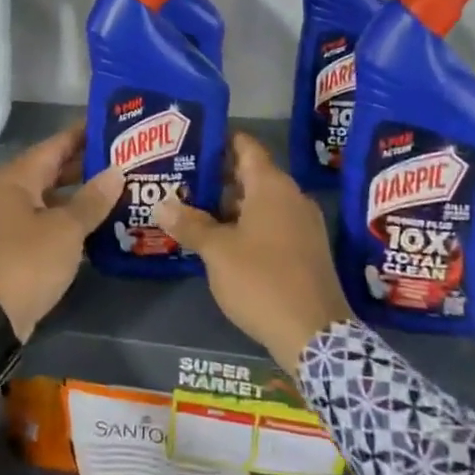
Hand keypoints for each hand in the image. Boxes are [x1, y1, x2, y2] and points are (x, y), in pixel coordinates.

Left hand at [0, 124, 123, 340]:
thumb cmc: (27, 261)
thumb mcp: (66, 229)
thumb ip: (92, 200)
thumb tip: (116, 171)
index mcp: (18, 178)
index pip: (56, 144)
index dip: (83, 133)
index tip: (115, 123)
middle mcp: (13, 193)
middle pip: (55, 169)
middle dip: (89, 164)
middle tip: (128, 157)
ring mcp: (14, 221)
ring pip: (55, 197)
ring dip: (84, 194)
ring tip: (123, 187)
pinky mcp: (20, 246)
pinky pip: (52, 221)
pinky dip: (74, 219)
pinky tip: (103, 222)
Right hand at [155, 133, 352, 373]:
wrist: (314, 334)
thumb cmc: (262, 280)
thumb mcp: (217, 252)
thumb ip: (189, 224)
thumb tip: (161, 204)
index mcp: (272, 186)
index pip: (246, 146)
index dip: (219, 139)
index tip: (190, 140)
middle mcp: (291, 197)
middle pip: (250, 174)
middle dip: (216, 176)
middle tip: (180, 178)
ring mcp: (302, 224)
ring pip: (260, 202)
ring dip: (229, 204)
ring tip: (191, 209)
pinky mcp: (305, 249)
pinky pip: (271, 223)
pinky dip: (246, 224)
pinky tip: (219, 239)